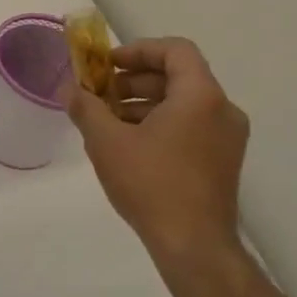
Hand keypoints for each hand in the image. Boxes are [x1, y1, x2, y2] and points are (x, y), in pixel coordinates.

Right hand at [68, 38, 249, 278]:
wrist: (194, 247)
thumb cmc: (151, 184)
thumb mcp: (106, 142)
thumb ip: (86, 107)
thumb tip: (69, 88)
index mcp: (201, 96)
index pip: (175, 50)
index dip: (138, 50)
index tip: (106, 64)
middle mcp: (222, 110)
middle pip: (178, 76)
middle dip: (134, 80)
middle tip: (100, 93)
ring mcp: (227, 138)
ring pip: (183, 103)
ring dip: (143, 103)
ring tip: (107, 121)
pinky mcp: (222, 161)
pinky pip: (190, 126)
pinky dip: (160, 124)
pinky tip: (128, 145)